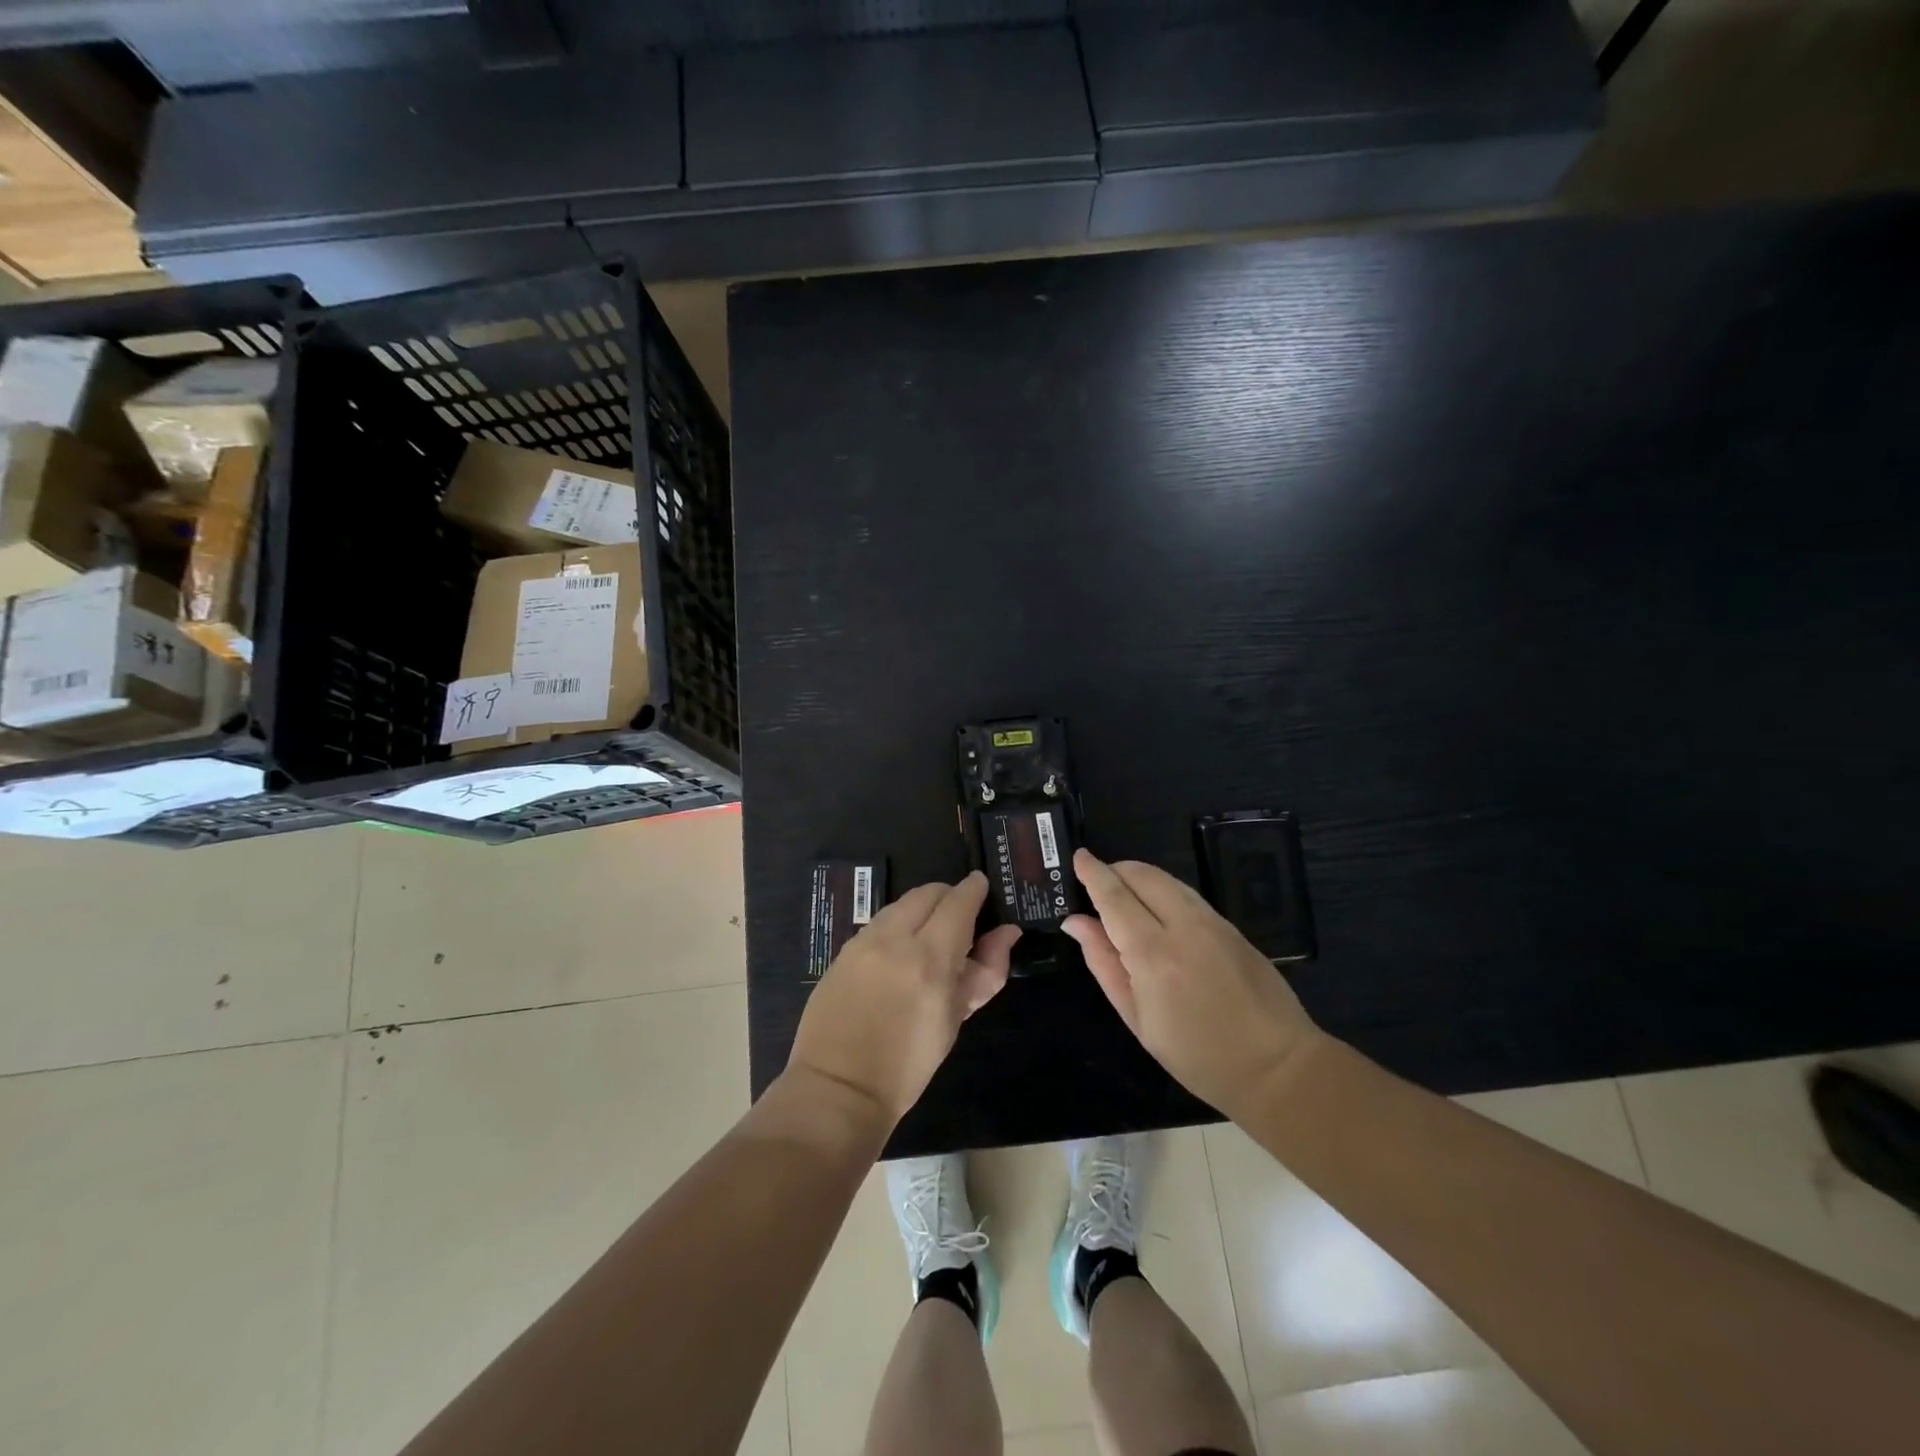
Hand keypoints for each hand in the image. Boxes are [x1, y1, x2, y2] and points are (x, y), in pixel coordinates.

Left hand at [787, 871, 1020, 1126]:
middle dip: (949, 896)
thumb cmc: (908, 1065)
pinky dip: (897, 925)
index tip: (983, 888)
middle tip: (961, 918)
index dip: (974, 890)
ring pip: (901, 904)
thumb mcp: (954, 1019)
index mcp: (929, 959)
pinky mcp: (842, 950)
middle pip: (928, 892)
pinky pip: (878, 923)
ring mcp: (862, 942)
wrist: (838, 1089)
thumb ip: (984, 971)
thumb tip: (1007, 933)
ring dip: (922, 909)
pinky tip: (900, 952)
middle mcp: (894, 939)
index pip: (958, 902)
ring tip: (931, 937)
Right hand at [1063, 849, 1321, 1119]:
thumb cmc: (1195, 1055)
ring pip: (1167, 880)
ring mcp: (1213, 922)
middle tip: (1096, 881)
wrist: (1276, 1066)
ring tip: (1123, 894)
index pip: (1114, 896)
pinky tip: (1156, 910)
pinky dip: (1163, 891)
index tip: (1078, 857)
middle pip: (1142, 875)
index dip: (1093, 873)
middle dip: (1115, 869)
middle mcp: (1183, 926)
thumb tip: (1075, 922)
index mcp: (1153, 954)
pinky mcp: (1232, 926)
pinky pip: (1187, 894)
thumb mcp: (1137, 1018)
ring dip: (1139, 877)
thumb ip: (1103, 963)